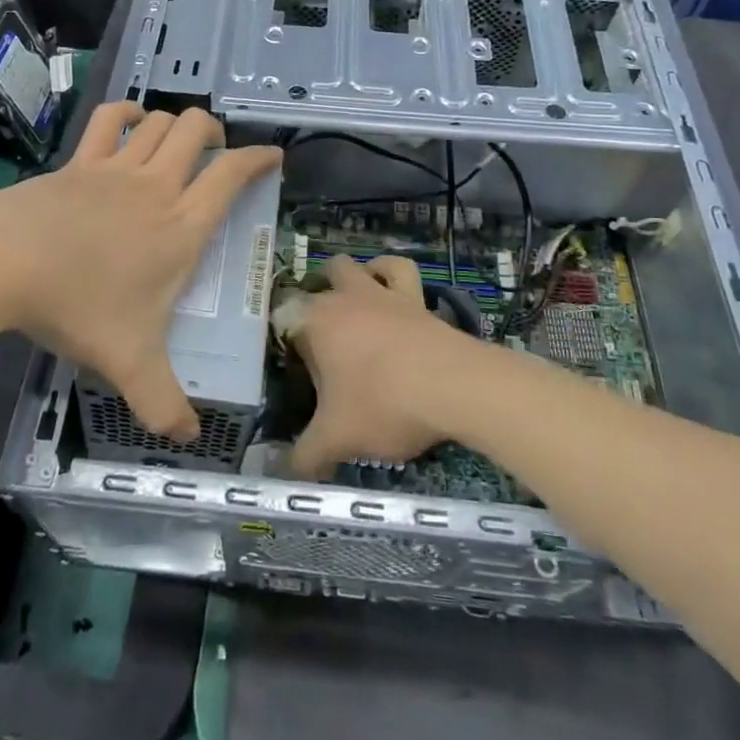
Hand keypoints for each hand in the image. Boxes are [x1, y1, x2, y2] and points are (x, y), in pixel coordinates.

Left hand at [0, 102, 280, 441]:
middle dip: (215, 132)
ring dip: (175, 123)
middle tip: (216, 150)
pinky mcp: (79, 161)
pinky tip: (130, 121)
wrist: (4, 262)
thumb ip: (163, 401)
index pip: (231, 176)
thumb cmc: (78, 306)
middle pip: (197, 132)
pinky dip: (126, 112)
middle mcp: (157, 187)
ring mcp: (116, 168)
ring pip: (159, 122)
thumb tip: (189, 438)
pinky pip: (109, 120)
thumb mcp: (128, 362)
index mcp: (181, 227)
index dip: (258, 158)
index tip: (273, 155)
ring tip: (178, 139)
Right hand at [286, 254, 478, 478]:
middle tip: (323, 340)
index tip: (296, 372)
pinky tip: (390, 290)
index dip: (287, 340)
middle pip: (321, 280)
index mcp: (316, 321)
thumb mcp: (337, 439)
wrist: (454, 386)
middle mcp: (345, 297)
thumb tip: (285, 473)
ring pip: (358, 266)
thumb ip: (305, 457)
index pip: (286, 316)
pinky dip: (390, 274)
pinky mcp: (416, 298)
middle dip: (317, 301)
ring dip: (353, 279)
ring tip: (353, 306)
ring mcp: (382, 293)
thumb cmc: (384, 404)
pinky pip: (401, 271)